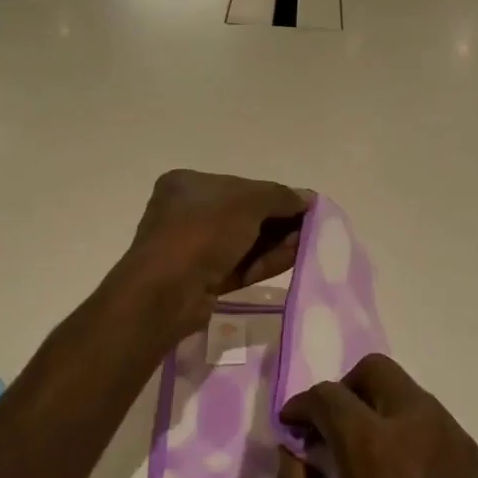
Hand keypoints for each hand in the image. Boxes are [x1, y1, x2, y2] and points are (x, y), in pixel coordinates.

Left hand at [118, 170, 309, 341]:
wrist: (166, 292)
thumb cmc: (202, 232)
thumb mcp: (247, 203)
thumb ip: (280, 197)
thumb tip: (308, 198)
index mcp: (188, 184)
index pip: (240, 185)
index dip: (274, 194)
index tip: (304, 205)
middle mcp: (187, 213)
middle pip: (244, 214)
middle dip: (278, 221)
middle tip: (311, 227)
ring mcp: (193, 249)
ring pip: (244, 242)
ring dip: (276, 242)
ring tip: (308, 244)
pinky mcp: (202, 280)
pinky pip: (239, 265)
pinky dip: (265, 261)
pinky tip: (293, 258)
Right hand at [276, 355, 477, 477]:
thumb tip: (293, 452)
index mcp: (376, 446)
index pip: (329, 397)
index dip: (302, 407)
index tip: (291, 430)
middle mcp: (419, 426)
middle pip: (375, 372)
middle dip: (344, 392)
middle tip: (327, 434)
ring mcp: (454, 440)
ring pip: (407, 393)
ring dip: (377, 407)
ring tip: (360, 458)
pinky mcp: (475, 462)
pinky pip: (431, 422)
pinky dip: (405, 429)